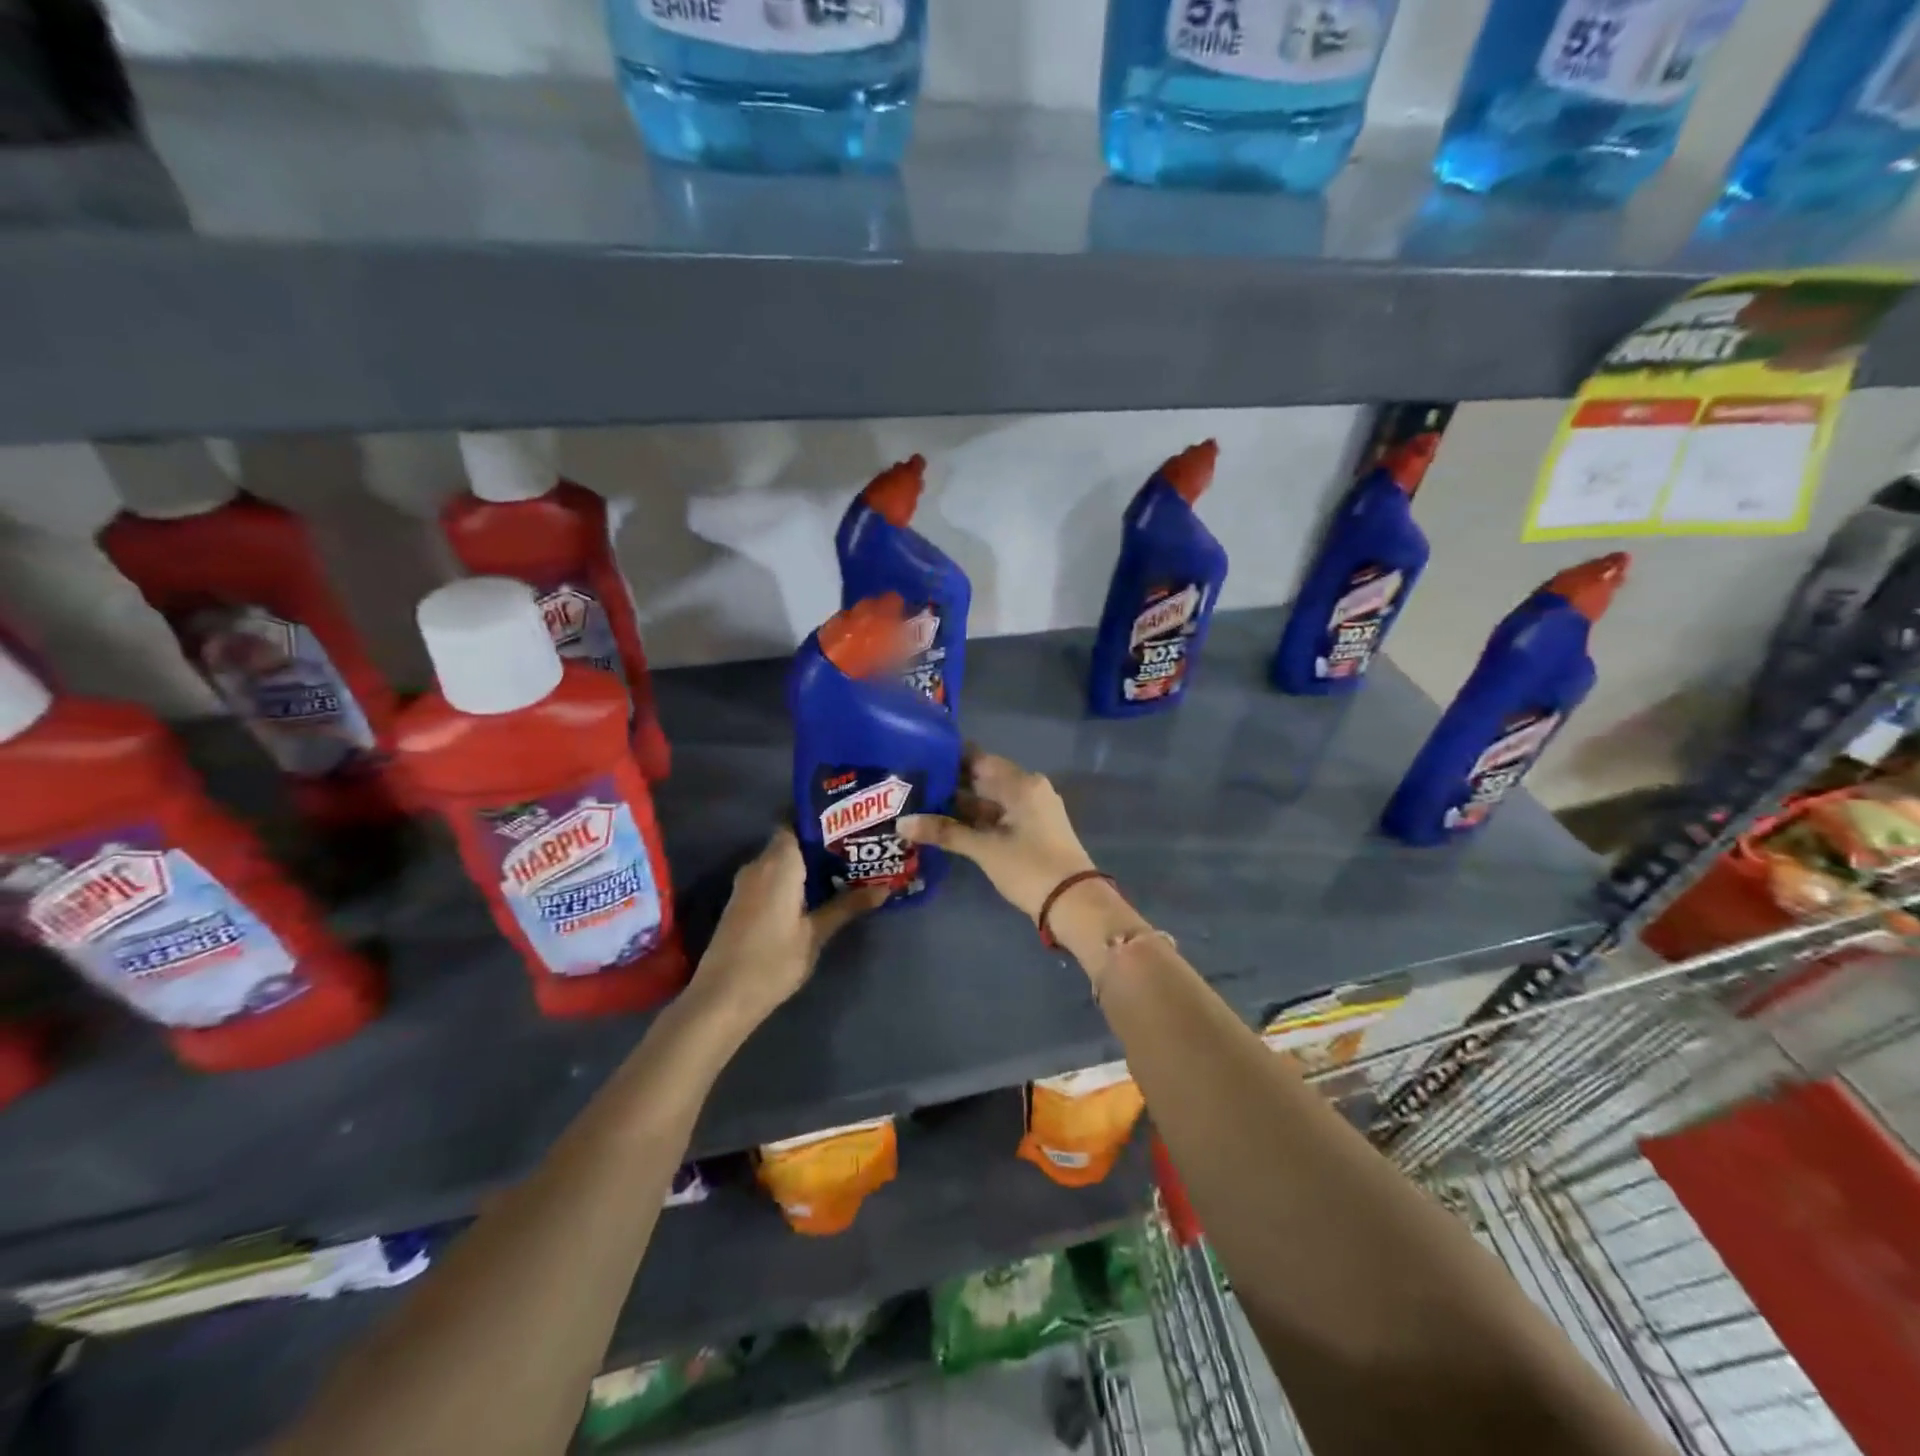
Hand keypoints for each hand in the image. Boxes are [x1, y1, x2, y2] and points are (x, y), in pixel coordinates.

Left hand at [687, 828, 885, 1035]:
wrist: (721, 998)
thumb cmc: (772, 961)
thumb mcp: (815, 934)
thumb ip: (846, 906)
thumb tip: (884, 889)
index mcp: (779, 863)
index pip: (798, 822)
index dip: (824, 820)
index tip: (852, 824)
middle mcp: (759, 865)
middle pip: (792, 841)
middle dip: (822, 844)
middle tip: (859, 848)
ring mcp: (747, 884)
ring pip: (781, 861)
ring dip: (808, 864)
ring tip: (846, 869)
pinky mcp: (742, 903)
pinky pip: (772, 878)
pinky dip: (794, 879)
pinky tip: (817, 893)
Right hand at [898, 751, 1099, 921]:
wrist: (1075, 903)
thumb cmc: (1030, 868)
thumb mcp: (985, 849)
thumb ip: (944, 833)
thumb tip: (901, 824)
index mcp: (1022, 783)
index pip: (979, 759)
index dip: (948, 759)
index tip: (918, 759)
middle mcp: (1029, 789)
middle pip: (983, 779)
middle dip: (950, 784)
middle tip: (912, 785)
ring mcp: (1032, 811)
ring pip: (990, 800)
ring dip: (961, 805)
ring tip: (922, 805)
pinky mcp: (1033, 831)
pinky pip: (999, 816)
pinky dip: (976, 820)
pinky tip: (948, 826)